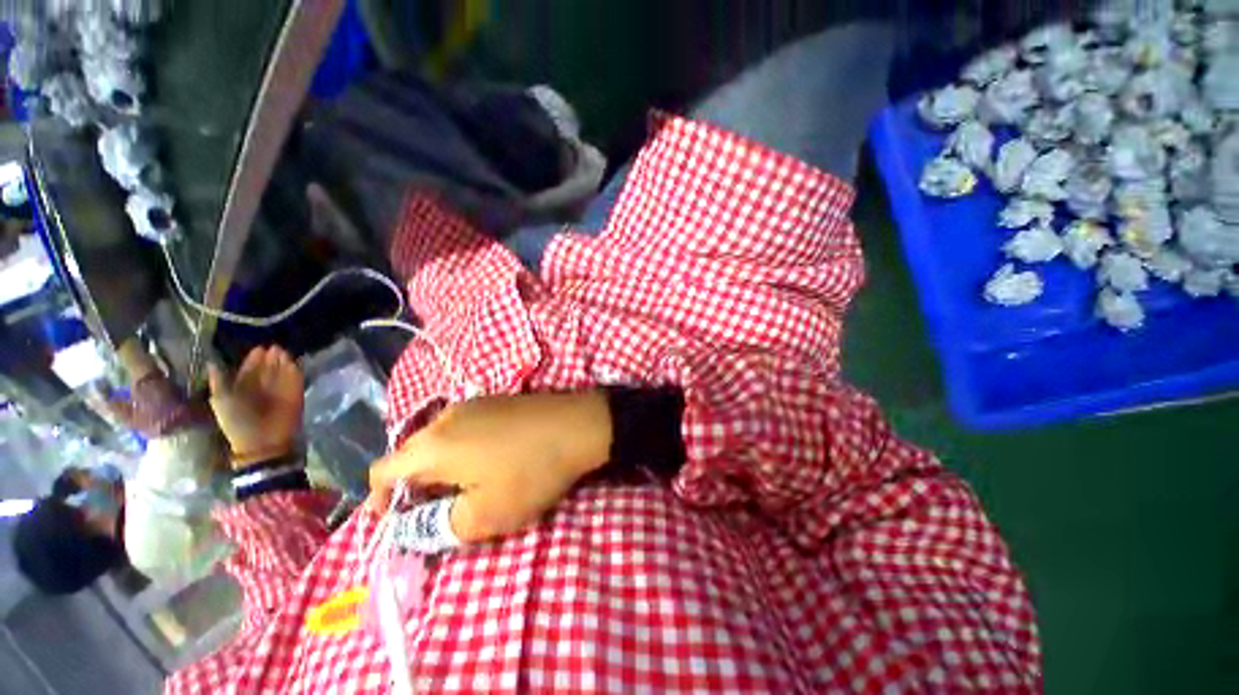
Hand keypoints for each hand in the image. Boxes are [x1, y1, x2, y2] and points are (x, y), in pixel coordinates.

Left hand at [208, 346, 303, 467]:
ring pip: (282, 371)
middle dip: (270, 358)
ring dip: (282, 360)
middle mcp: (262, 387)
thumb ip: (219, 381)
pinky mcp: (296, 393)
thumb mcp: (221, 400)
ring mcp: (280, 390)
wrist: (262, 440)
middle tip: (274, 346)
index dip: (254, 359)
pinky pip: (296, 378)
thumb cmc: (237, 420)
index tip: (260, 348)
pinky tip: (292, 360)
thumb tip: (212, 363)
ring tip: (282, 350)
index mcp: (243, 388)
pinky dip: (294, 369)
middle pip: (267, 368)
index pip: (250, 370)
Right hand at [368, 391, 612, 542]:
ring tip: (465, 490)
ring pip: (439, 441)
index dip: (380, 502)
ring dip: (441, 469)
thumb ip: (440, 527)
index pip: (381, 471)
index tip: (396, 524)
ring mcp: (474, 403)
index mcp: (433, 444)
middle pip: (410, 456)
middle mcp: (445, 416)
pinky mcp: (496, 401)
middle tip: (436, 513)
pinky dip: (462, 451)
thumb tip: (416, 528)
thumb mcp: (485, 515)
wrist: (579, 424)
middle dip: (415, 488)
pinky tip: (488, 463)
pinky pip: (464, 429)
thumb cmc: (532, 471)